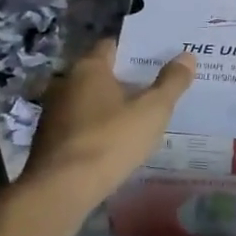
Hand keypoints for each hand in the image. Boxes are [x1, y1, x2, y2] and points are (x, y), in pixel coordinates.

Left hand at [19, 40, 195, 205]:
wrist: (62, 189)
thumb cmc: (110, 140)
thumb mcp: (152, 111)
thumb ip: (171, 83)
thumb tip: (187, 56)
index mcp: (89, 68)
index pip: (113, 46)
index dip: (135, 51)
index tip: (157, 59)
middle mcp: (66, 83)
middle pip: (100, 74)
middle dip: (125, 80)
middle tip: (154, 89)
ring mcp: (53, 113)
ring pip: (88, 101)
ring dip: (109, 107)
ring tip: (138, 118)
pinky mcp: (48, 141)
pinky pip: (79, 126)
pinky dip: (96, 129)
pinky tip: (114, 144)